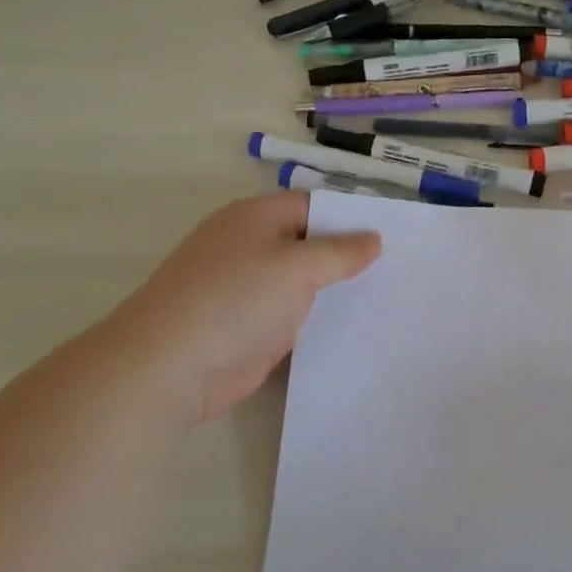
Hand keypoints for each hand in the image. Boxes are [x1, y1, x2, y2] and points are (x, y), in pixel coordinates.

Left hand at [108, 193, 379, 423]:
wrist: (172, 365)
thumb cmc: (235, 299)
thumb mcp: (296, 267)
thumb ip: (338, 253)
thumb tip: (372, 239)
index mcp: (254, 219)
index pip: (312, 206)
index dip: (350, 217)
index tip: (392, 233)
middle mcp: (250, 248)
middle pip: (307, 244)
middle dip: (348, 255)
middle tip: (400, 267)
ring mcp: (247, 290)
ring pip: (302, 283)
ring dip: (335, 291)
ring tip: (388, 296)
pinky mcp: (250, 328)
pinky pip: (293, 316)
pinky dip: (318, 320)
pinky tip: (355, 328)